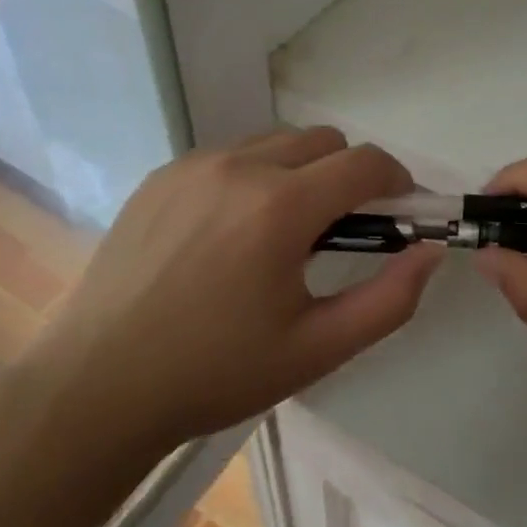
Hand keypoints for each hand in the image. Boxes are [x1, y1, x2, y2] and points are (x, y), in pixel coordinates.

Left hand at [21, 127, 441, 466]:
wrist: (97, 386)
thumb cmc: (215, 373)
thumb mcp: (317, 349)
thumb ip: (389, 300)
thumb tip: (429, 251)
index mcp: (279, 207)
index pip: (365, 163)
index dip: (396, 181)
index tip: (399, 212)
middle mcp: (238, 167)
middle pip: (323, 140)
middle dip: (349, 174)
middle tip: (341, 229)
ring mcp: (192, 166)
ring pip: (275, 142)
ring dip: (301, 172)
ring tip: (283, 232)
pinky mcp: (161, 176)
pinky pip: (229, 156)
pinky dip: (253, 177)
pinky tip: (231, 233)